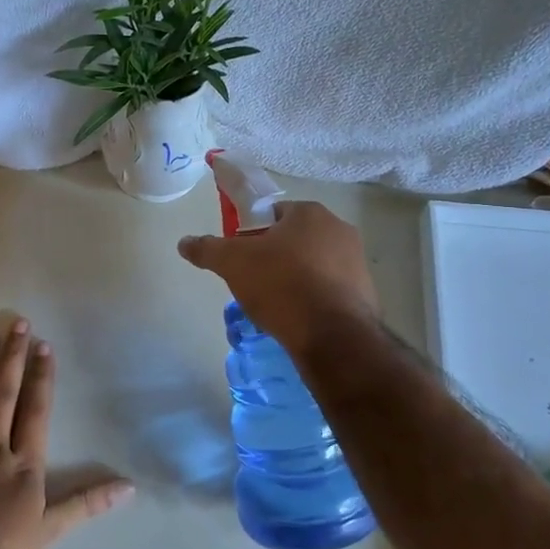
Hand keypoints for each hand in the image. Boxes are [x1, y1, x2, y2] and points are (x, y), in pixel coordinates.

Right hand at [177, 202, 379, 356]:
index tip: (241, 257)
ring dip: (295, 278)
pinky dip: (314, 299)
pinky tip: (299, 319)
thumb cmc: (281, 285)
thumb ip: (207, 249)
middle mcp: (339, 229)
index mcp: (310, 213)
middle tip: (254, 282)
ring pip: (314, 265)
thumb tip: (184, 242)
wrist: (332, 336)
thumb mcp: (233, 264)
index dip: (252, 234)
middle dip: (275, 257)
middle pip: (295, 239)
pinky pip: (330, 290)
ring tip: (276, 305)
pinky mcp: (365, 293)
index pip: (273, 214)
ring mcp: (357, 262)